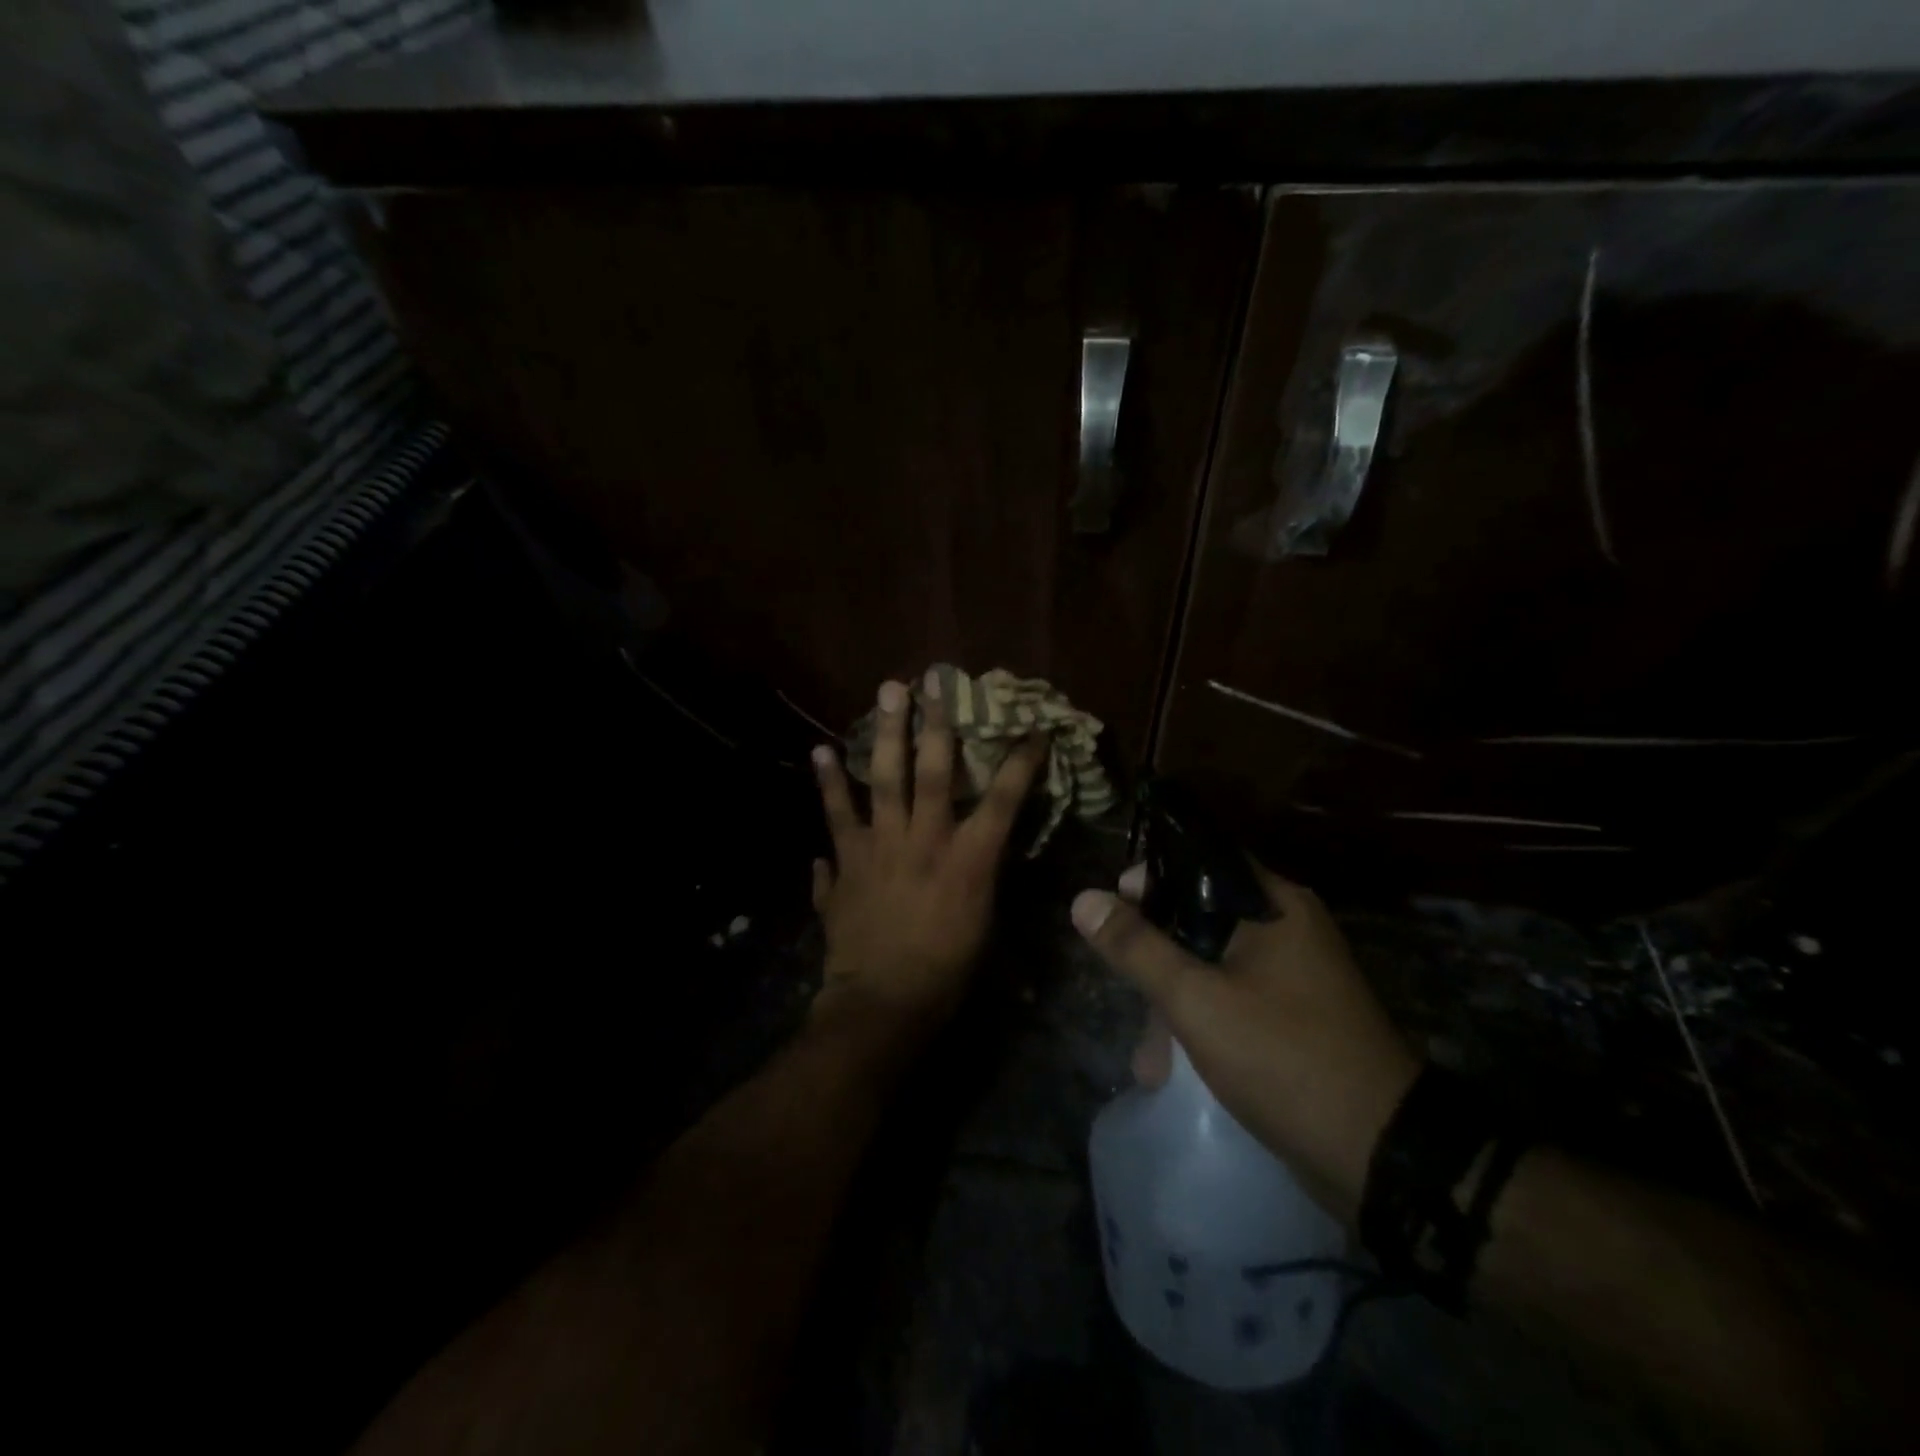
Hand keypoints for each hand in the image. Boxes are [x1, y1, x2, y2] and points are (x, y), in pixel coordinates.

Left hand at [810, 673, 1046, 1037]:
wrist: (884, 1003)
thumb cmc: (947, 969)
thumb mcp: (984, 919)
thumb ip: (981, 872)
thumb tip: (984, 843)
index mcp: (969, 859)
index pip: (1004, 798)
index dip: (1021, 760)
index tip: (1033, 727)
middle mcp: (926, 840)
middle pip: (934, 771)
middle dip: (935, 723)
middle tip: (930, 680)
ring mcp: (880, 847)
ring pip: (883, 780)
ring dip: (884, 735)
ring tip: (883, 694)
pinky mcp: (846, 861)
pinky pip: (836, 816)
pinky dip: (829, 786)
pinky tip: (819, 752)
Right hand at [1072, 861, 1417, 1214]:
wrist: (1382, 1156)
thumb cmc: (1284, 1057)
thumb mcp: (1197, 999)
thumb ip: (1137, 947)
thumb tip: (1084, 899)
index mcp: (1275, 905)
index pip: (1200, 863)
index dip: (1151, 880)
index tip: (1112, 909)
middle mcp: (1289, 929)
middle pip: (1202, 918)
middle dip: (1157, 956)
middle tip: (1125, 988)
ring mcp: (1297, 977)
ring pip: (1214, 965)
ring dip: (1175, 1001)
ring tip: (1148, 1056)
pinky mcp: (1297, 1019)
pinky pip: (1235, 1001)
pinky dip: (1203, 1022)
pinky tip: (1173, 1067)